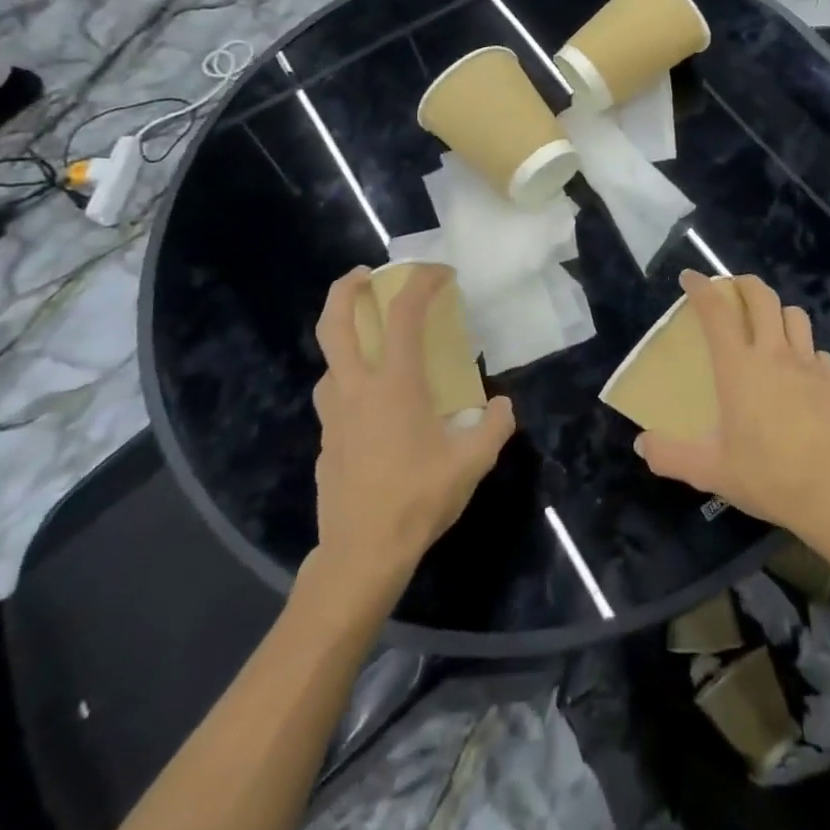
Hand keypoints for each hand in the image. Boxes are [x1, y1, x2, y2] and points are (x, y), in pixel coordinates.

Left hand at [307, 267, 515, 586]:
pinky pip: (335, 397)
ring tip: (373, 345)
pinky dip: (351, 383)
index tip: (442, 274)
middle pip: (334, 323)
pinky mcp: (326, 441)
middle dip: (346, 289)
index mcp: (394, 383)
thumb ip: (494, 426)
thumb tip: (503, 406)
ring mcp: (334, 415)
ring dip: (346, 339)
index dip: (421, 282)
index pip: (404, 314)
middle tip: (366, 275)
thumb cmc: (418, 499)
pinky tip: (373, 407)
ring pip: (329, 361)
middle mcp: (356, 388)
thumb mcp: (472, 462)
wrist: (361, 555)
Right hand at [634, 271, 829, 541]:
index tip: (690, 277)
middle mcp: (773, 354)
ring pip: (794, 315)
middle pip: (762, 297)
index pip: (716, 312)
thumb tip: (641, 444)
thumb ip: (670, 455)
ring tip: (768, 325)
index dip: (701, 288)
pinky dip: (805, 350)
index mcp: (738, 367)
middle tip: (732, 289)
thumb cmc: (766, 476)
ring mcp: (808, 364)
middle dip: (744, 284)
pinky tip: (800, 371)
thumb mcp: (709, 471)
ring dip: (777, 312)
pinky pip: (818, 351)